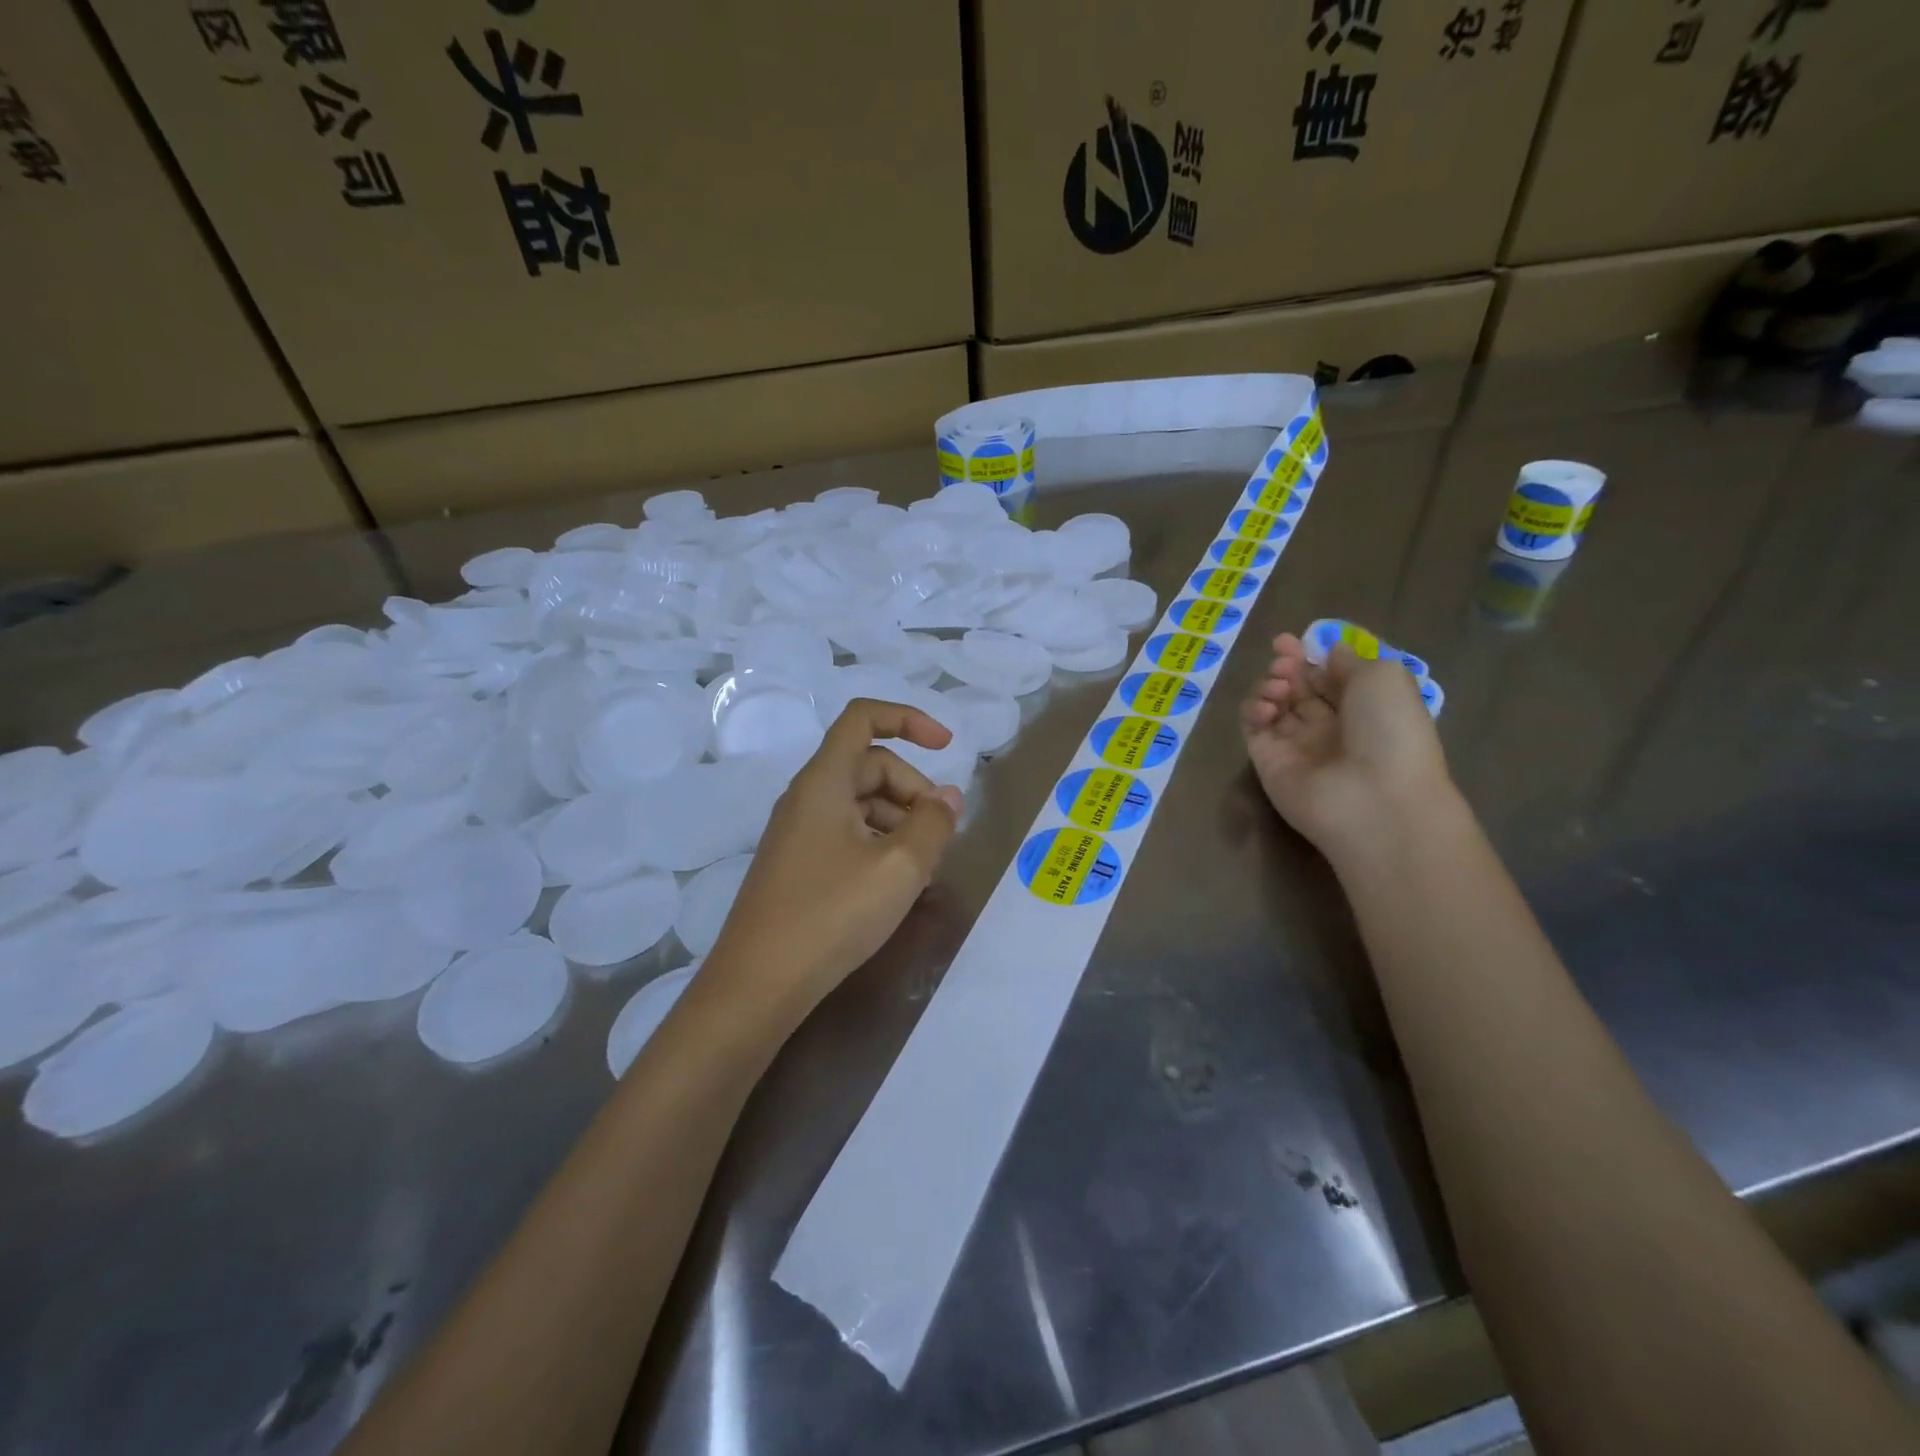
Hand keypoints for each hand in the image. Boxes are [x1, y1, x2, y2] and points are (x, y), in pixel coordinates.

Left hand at [703, 700, 962, 1028]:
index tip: (948, 747)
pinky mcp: (798, 864)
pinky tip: (897, 884)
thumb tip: (948, 798)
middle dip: (914, 789)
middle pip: (870, 765)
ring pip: (861, 803)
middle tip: (941, 834)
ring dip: (900, 821)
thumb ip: (934, 824)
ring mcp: (799, 832)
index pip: (863, 718)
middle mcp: (807, 797)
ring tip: (924, 867)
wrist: (758, 983)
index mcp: (824, 781)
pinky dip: (880, 844)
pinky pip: (847, 834)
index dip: (910, 719)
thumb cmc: (831, 915)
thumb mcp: (900, 867)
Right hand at [1240, 632, 1452, 863]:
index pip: (1328, 676)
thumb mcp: (1384, 677)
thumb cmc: (1391, 732)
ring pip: (1273, 705)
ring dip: (1270, 686)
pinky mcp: (1267, 762)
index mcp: (1364, 707)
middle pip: (1298, 688)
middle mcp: (1330, 726)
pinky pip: (1253, 728)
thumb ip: (1350, 661)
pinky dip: (1253, 710)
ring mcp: (1296, 746)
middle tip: (1282, 660)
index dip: (1309, 656)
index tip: (1289, 641)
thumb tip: (1329, 652)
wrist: (1374, 799)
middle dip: (1286, 667)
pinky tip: (1266, 707)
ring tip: (1278, 686)